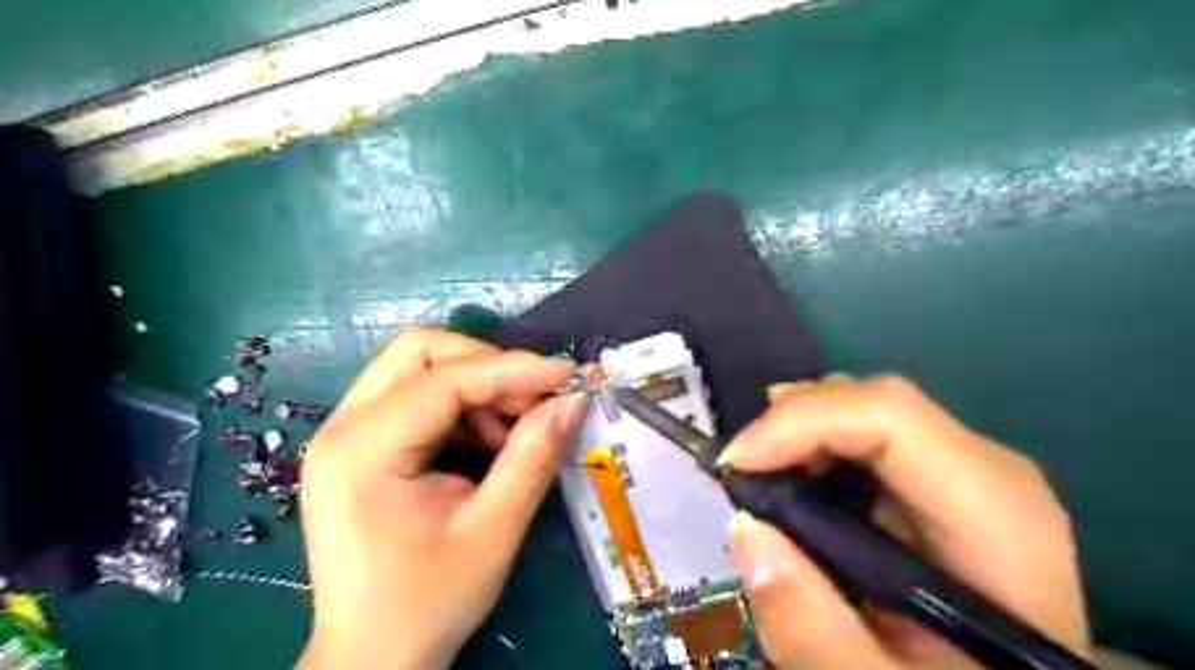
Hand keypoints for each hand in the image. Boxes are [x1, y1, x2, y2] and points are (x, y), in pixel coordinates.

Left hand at [294, 328, 584, 666]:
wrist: (371, 659)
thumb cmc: (428, 602)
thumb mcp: (494, 530)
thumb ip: (534, 456)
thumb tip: (572, 400)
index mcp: (363, 450)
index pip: (446, 379)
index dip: (512, 369)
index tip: (567, 374)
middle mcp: (343, 427)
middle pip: (420, 351)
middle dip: (486, 365)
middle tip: (532, 401)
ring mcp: (346, 433)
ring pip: (420, 368)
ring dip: (476, 387)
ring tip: (512, 432)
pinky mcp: (360, 445)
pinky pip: (417, 397)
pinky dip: (461, 406)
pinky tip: (486, 443)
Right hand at [717, 374, 1090, 669]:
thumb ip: (810, 626)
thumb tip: (744, 527)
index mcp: (993, 515)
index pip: (890, 416)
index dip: (801, 422)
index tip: (736, 466)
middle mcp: (987, 471)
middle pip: (873, 402)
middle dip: (791, 425)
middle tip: (739, 474)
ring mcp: (967, 468)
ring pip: (866, 408)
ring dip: (799, 431)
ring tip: (760, 475)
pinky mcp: (942, 475)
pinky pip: (868, 431)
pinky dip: (817, 443)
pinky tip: (795, 477)